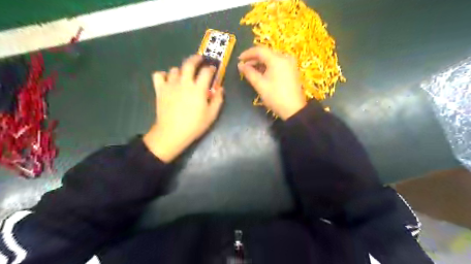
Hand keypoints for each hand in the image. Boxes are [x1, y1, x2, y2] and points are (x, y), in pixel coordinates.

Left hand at [144, 54, 223, 162]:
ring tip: (184, 76)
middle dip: (196, 58)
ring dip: (181, 70)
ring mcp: (170, 85)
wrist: (172, 133)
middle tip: (200, 59)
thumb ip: (218, 100)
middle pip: (189, 63)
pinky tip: (167, 80)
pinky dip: (163, 75)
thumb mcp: (211, 115)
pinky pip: (158, 75)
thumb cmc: (194, 125)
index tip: (213, 69)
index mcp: (198, 89)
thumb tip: (220, 88)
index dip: (211, 68)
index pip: (206, 71)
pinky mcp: (160, 90)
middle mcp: (184, 83)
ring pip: (174, 69)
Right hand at [237, 47, 307, 120]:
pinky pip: (277, 63)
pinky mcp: (292, 69)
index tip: (239, 59)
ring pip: (271, 58)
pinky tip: (261, 73)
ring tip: (250, 71)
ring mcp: (290, 63)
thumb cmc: (275, 97)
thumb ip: (249, 73)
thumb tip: (240, 65)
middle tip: (243, 67)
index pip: (259, 50)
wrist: (294, 109)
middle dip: (254, 59)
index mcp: (277, 59)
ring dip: (260, 63)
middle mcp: (285, 57)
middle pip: (266, 53)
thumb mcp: (260, 85)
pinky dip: (268, 66)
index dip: (247, 54)